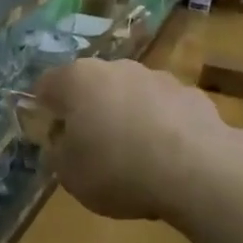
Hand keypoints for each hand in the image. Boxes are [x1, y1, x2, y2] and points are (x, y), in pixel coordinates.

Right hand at [31, 58, 231, 222]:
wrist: (197, 171)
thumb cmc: (117, 169)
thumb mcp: (69, 174)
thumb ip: (57, 152)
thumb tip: (60, 141)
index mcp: (77, 80)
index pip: (46, 86)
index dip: (44, 111)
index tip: (51, 138)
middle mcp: (116, 67)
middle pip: (92, 86)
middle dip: (89, 111)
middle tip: (90, 148)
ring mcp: (157, 77)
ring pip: (130, 95)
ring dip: (126, 116)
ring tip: (134, 156)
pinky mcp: (192, 94)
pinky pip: (164, 109)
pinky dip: (160, 126)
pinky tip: (166, 158)